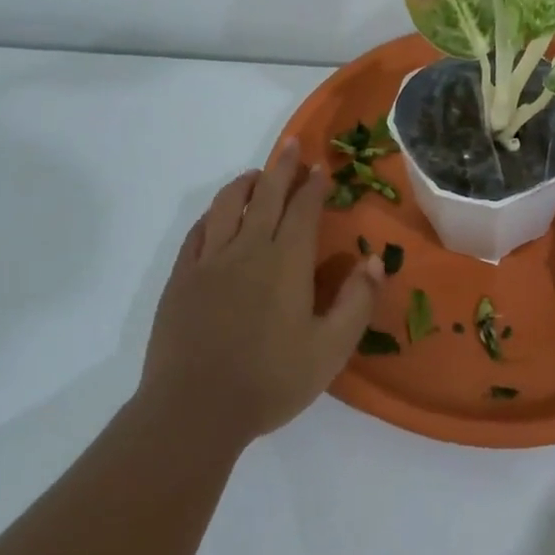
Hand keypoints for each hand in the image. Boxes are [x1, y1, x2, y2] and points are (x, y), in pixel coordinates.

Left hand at [139, 140, 382, 447]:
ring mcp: (209, 261)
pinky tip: (218, 215)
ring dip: (245, 184)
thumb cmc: (271, 380)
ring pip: (227, 205)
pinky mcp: (181, 278)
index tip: (320, 167)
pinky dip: (212, 214)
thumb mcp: (331, 349)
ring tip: (256, 175)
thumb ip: (357, 302)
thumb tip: (373, 260)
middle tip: (292, 145)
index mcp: (286, 262)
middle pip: (266, 195)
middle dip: (282, 167)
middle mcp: (247, 249)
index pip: (303, 210)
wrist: (194, 409)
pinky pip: (197, 232)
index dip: (314, 186)